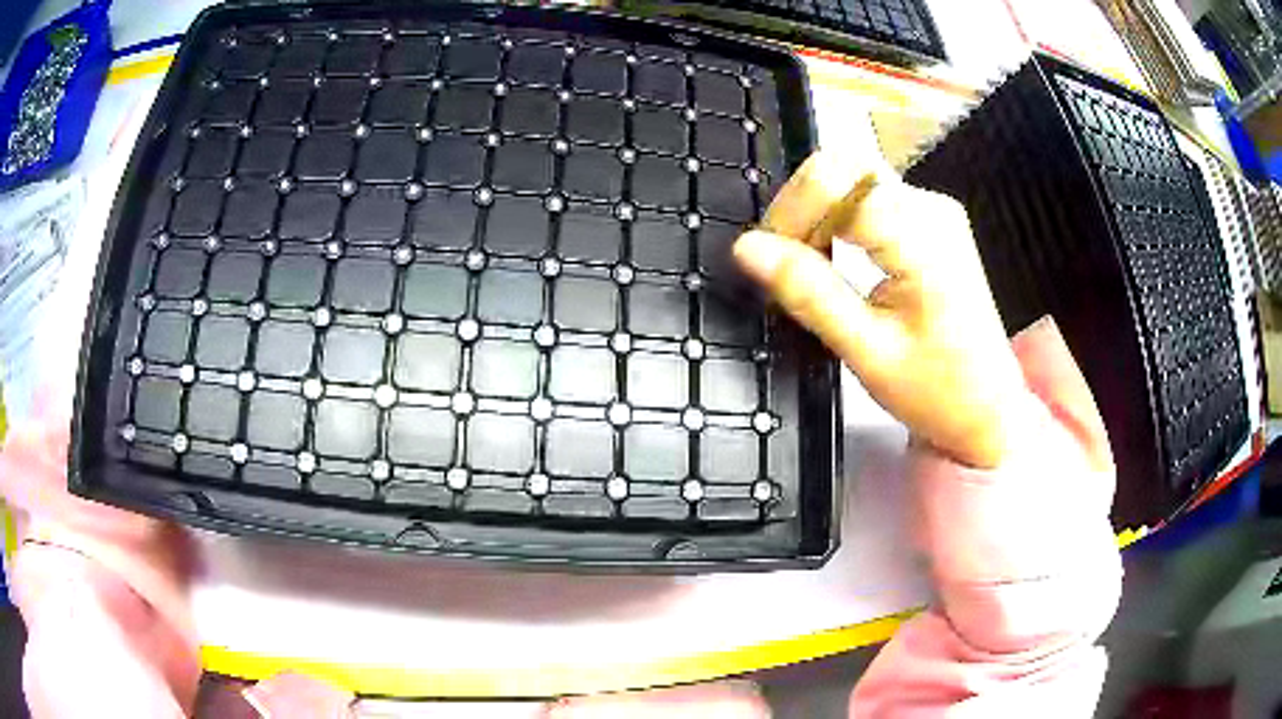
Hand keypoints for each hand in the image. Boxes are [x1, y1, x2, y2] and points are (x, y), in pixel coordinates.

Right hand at [733, 150, 1026, 468]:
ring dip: (816, 215)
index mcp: (923, 238)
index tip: (773, 262)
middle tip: (785, 261)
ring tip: (809, 268)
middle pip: (843, 166)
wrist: (987, 410)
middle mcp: (931, 209)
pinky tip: (833, 260)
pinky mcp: (929, 222)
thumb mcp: (867, 351)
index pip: (836, 183)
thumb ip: (809, 293)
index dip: (791, 213)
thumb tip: (748, 248)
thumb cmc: (936, 391)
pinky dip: (837, 221)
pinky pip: (867, 198)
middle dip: (801, 206)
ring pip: (851, 178)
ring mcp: (933, 211)